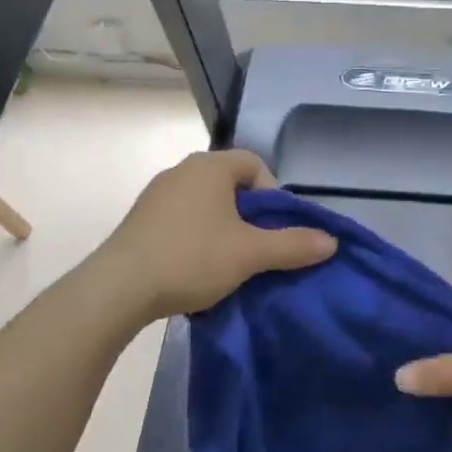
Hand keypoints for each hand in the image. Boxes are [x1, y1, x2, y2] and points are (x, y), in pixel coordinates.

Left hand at [101, 150, 335, 321]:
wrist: (120, 287)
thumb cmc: (192, 258)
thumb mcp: (250, 254)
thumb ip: (293, 245)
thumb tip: (331, 241)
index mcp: (209, 167)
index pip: (254, 164)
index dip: (273, 194)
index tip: (274, 229)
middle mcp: (181, 170)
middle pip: (230, 185)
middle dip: (249, 216)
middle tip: (257, 249)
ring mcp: (156, 195)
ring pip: (205, 205)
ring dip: (223, 229)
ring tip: (229, 263)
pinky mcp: (140, 220)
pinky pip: (182, 220)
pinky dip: (197, 238)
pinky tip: (197, 269)